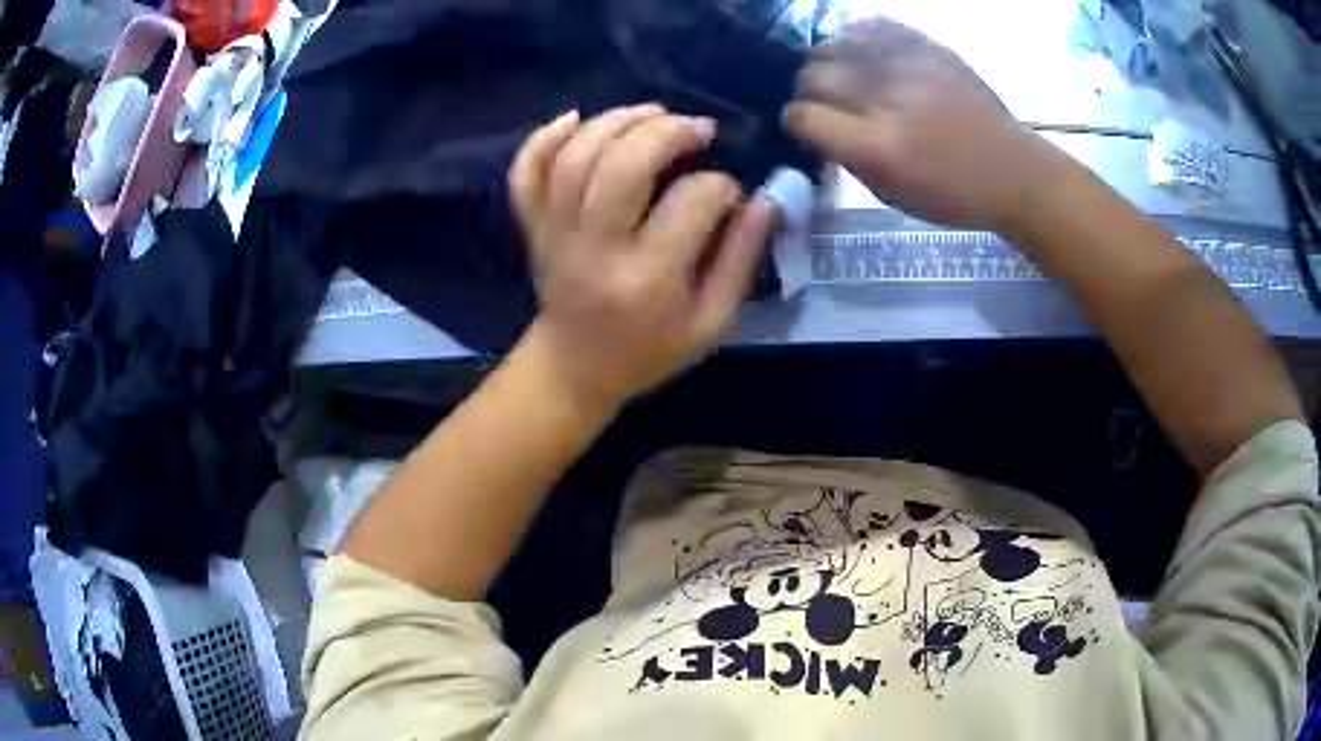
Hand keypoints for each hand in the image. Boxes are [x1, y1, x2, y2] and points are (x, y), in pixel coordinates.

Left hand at [509, 106, 779, 406]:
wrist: (574, 369)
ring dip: (616, 121)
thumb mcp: (711, 322)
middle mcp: (596, 248)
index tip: (731, 196)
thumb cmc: (649, 350)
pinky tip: (575, 118)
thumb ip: (740, 259)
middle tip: (698, 128)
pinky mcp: (533, 227)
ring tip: (654, 113)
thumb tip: (766, 200)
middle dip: (668, 132)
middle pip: (623, 165)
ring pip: (575, 158)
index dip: (722, 187)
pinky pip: (526, 174)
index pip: (691, 202)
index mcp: (649, 278)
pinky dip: (544, 137)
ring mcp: (555, 234)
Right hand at [784, 17, 1063, 232]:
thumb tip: (817, 128)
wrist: (1014, 172)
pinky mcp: (930, 48)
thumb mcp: (893, 196)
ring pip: (836, 43)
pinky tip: (861, 50)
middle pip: (814, 76)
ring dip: (828, 60)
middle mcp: (889, 100)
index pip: (805, 117)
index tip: (805, 126)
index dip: (797, 121)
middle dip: (808, 91)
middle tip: (824, 102)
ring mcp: (911, 67)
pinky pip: (874, 25)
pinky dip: (857, 36)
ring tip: (841, 74)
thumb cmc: (955, 196)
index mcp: (880, 148)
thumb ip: (849, 159)